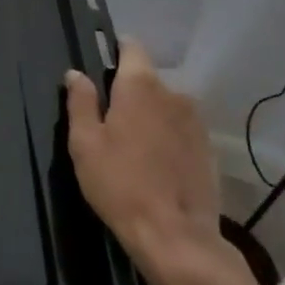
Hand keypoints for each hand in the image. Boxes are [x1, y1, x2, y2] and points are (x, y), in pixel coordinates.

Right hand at [63, 40, 247, 284]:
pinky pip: (180, 129)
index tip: (101, 65)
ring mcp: (196, 122)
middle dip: (128, 91)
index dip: (115, 50)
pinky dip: (166, 136)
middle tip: (107, 119)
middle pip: (147, 79)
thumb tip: (76, 74)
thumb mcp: (85, 143)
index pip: (132, 48)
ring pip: (165, 105)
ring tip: (131, 144)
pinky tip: (153, 163)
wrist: (176, 236)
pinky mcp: (208, 149)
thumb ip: (80, 102)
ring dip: (149, 115)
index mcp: (140, 86)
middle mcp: (174, 94)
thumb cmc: (119, 183)